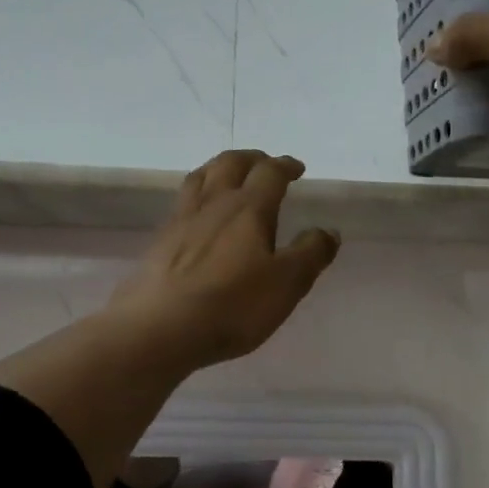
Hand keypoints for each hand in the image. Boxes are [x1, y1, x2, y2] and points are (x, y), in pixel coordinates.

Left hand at [107, 150, 340, 371]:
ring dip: (219, 168)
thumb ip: (311, 253)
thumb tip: (328, 231)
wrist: (160, 328)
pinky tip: (199, 214)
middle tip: (265, 164)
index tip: (296, 168)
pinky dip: (197, 195)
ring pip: (200, 177)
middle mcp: (213, 204)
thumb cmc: (232, 305)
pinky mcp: (159, 242)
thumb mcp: (287, 284)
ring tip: (229, 176)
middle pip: (230, 164)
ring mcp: (181, 221)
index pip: (270, 173)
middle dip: (251, 158)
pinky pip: (182, 203)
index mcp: (248, 208)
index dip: (285, 166)